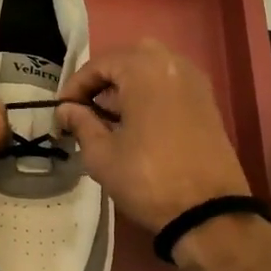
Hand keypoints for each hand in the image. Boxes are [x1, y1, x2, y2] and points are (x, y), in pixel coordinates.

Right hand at [58, 40, 250, 233]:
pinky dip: (150, 93)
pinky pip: (171, 84)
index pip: (100, 64)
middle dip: (104, 79)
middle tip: (86, 107)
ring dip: (128, 84)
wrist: (208, 212)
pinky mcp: (208, 103)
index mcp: (144, 70)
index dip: (75, 86)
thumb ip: (81, 123)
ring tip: (110, 116)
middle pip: (129, 58)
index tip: (62, 110)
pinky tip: (137, 122)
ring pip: (152, 68)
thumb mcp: (102, 154)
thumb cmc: (147, 179)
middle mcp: (173, 64)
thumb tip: (67, 110)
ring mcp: (195, 83)